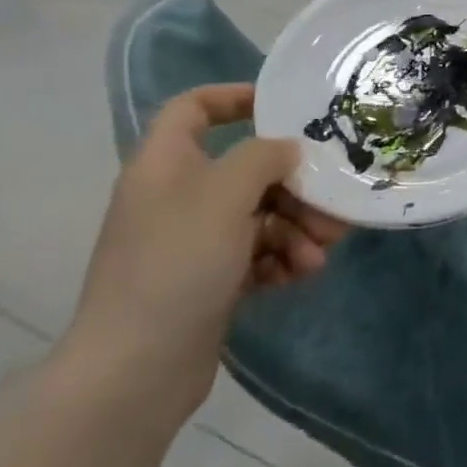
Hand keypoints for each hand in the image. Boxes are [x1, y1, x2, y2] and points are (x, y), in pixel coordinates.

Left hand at [59, 85, 347, 429]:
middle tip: (330, 205)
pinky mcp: (210, 279)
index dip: (236, 98)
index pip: (193, 108)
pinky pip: (257, 252)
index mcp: (165, 165)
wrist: (136, 368)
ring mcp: (193, 241)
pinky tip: (300, 274)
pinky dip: (282, 258)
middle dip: (295, 186)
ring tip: (319, 252)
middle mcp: (178, 197)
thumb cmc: (177, 264)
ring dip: (297, 228)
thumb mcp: (225, 195)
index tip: (285, 109)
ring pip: (261, 214)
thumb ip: (262, 158)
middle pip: (247, 169)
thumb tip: (287, 150)